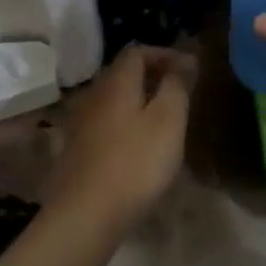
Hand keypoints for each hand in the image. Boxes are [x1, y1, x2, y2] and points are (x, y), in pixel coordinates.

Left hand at [45, 45, 193, 233]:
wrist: (85, 215)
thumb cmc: (135, 162)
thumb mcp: (168, 120)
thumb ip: (177, 85)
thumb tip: (185, 59)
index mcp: (116, 82)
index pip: (138, 51)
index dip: (164, 54)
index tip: (189, 68)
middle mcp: (94, 94)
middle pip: (123, 73)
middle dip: (152, 75)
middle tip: (179, 90)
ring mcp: (81, 123)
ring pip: (114, 98)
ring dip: (139, 99)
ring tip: (163, 117)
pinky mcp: (76, 150)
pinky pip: (106, 122)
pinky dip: (126, 121)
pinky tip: (139, 144)